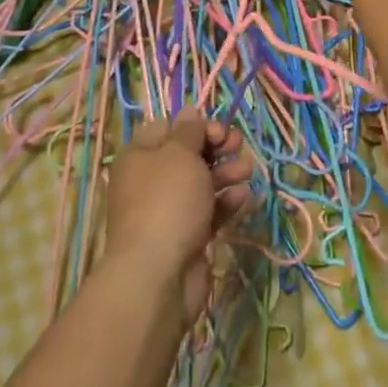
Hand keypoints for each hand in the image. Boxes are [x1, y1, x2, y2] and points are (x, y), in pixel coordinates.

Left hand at [103, 112, 253, 325]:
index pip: (167, 128)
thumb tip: (189, 112)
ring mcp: (169, 211)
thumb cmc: (167, 202)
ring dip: (227, 173)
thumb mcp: (179, 154)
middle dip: (217, 148)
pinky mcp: (188, 236)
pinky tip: (244, 197)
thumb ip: (189, 131)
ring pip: (203, 183)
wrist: (158, 275)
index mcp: (140, 157)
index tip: (219, 130)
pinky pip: (210, 211)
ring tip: (247, 171)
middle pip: (189, 155)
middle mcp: (151, 181)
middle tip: (238, 146)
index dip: (195, 125)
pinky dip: (227, 202)